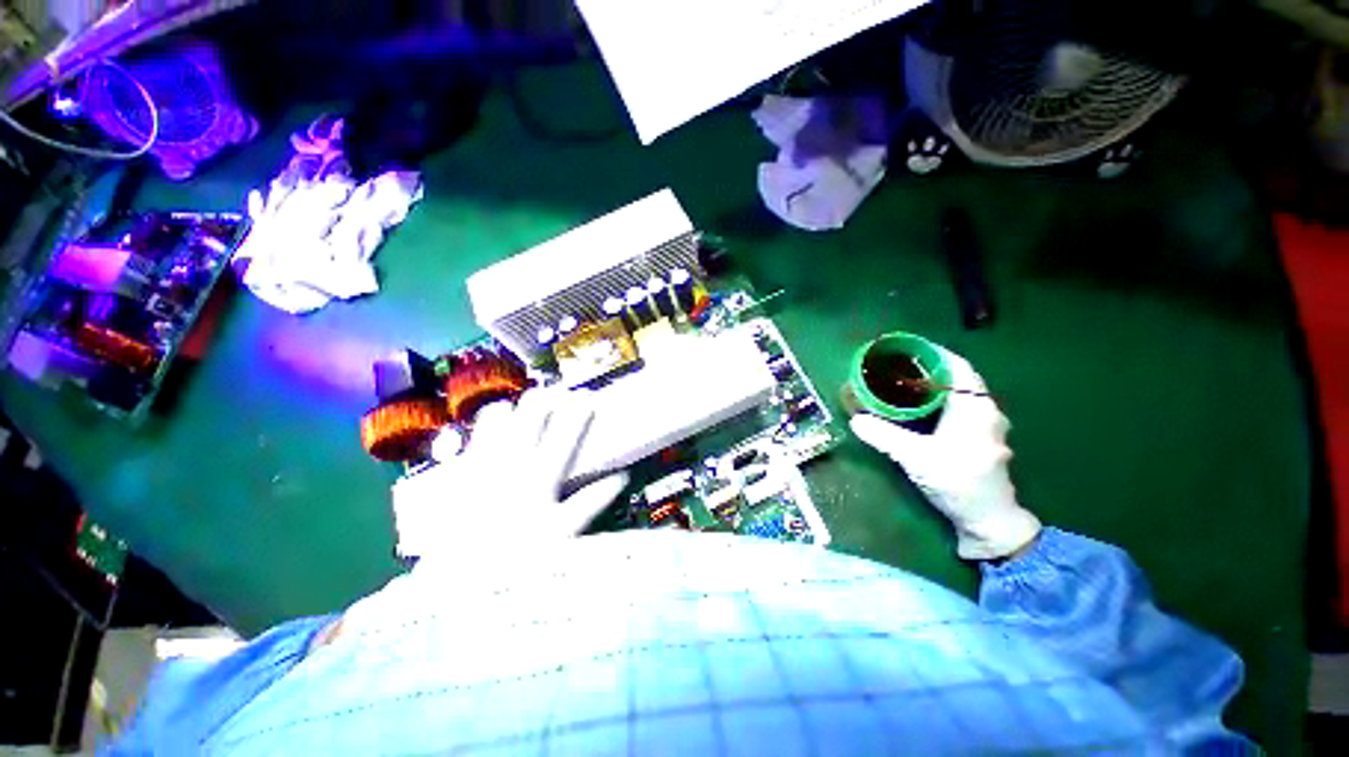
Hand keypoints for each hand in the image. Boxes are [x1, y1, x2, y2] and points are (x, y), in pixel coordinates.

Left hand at [391, 388, 628, 562]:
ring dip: (515, 405)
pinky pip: (473, 435)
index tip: (589, 395)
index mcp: (539, 477)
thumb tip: (622, 477)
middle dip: (547, 397)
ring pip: (497, 419)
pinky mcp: (461, 471)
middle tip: (558, 390)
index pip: (565, 433)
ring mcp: (482, 464)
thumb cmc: (519, 560)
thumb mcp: (564, 534)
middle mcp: (510, 463)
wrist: (460, 582)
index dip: (579, 411)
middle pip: (530, 416)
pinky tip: (494, 421)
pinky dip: (487, 423)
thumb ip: (592, 502)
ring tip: (527, 402)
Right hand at [849, 349, 1040, 559]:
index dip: (932, 353)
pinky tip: (918, 410)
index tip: (905, 348)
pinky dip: (938, 402)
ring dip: (933, 386)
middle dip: (927, 369)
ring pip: (958, 395)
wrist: (987, 521)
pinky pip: (957, 409)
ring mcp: (985, 427)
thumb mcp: (915, 457)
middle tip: (896, 367)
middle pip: (956, 378)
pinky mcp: (979, 440)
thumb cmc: (957, 482)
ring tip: (903, 384)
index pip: (956, 366)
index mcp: (975, 407)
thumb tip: (856, 420)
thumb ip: (884, 435)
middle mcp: (985, 411)